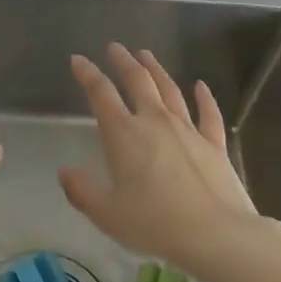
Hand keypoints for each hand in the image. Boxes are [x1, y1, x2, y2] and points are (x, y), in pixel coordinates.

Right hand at [60, 43, 256, 267]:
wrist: (215, 234)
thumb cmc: (155, 223)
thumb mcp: (108, 214)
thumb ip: (82, 191)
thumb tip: (64, 172)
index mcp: (124, 134)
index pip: (100, 94)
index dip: (87, 74)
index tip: (78, 59)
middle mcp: (154, 121)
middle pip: (137, 81)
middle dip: (124, 61)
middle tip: (115, 47)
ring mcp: (187, 129)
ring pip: (169, 90)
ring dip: (156, 70)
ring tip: (146, 55)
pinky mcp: (214, 143)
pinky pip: (208, 113)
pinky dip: (204, 97)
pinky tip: (200, 86)